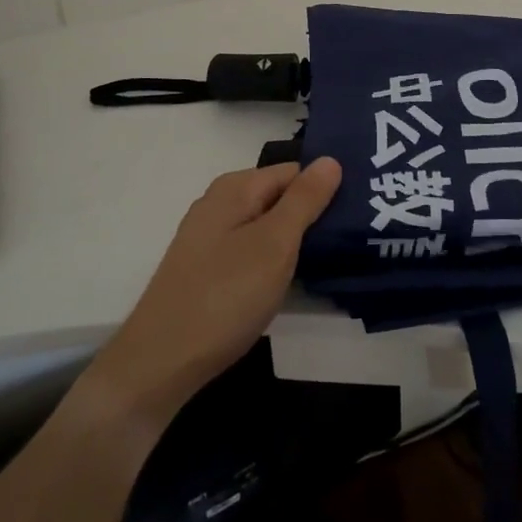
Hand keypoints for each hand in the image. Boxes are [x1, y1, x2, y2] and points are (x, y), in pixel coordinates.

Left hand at [83, 158, 342, 429]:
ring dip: (295, 241)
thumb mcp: (274, 243)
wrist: (161, 362)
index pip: (295, 171)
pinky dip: (274, 261)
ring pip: (266, 226)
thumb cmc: (225, 295)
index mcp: (235, 188)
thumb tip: (330, 159)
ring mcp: (210, 238)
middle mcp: (220, 203)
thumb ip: (304, 200)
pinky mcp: (207, 269)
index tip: (360, 212)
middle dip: (313, 215)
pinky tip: (291, 281)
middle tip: (353, 238)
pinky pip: (251, 250)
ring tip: (332, 259)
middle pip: (279, 197)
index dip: (326, 188)